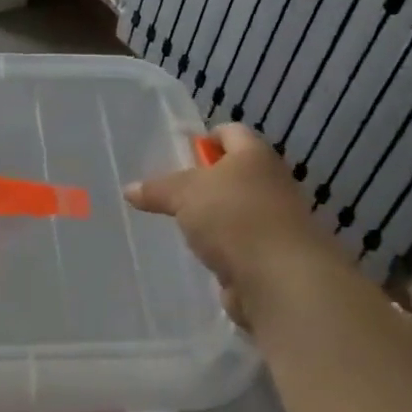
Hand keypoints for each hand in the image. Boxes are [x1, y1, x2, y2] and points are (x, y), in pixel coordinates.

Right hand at [125, 124, 342, 333]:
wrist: (282, 279)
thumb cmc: (234, 217)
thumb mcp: (184, 194)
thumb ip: (157, 189)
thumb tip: (129, 190)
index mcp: (255, 156)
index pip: (231, 132)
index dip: (206, 138)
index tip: (180, 154)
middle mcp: (272, 183)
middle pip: (236, 174)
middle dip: (206, 185)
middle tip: (174, 195)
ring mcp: (277, 223)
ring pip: (238, 213)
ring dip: (215, 223)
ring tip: (185, 231)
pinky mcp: (274, 259)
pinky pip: (242, 249)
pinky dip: (225, 254)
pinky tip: (204, 261)